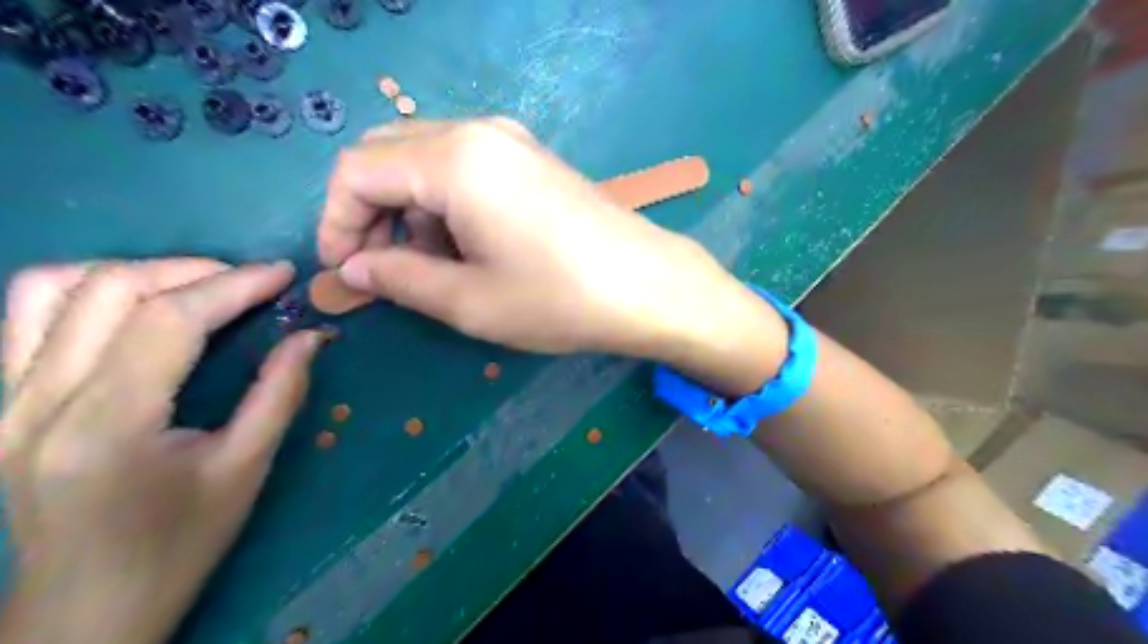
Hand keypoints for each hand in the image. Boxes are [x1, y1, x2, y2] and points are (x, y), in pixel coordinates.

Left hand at [0, 260, 317, 643]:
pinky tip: (135, 306)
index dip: (233, 285)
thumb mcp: (245, 469)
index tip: (283, 274)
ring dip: (135, 271)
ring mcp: (1, 400)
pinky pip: (23, 315)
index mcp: (108, 426)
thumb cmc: (177, 546)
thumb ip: (280, 393)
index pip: (169, 320)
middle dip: (193, 271)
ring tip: (195, 287)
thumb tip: (311, 336)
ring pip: (50, 288)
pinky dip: (85, 289)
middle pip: (109, 290)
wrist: (84, 612)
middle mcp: (36, 402)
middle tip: (251, 282)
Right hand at [320, 116, 779, 361]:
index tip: (344, 272)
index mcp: (452, 161)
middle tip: (380, 269)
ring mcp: (511, 141)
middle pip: (388, 156)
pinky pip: (465, 167)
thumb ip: (399, 278)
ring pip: (425, 160)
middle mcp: (477, 133)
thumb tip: (354, 267)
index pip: (357, 171)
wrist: (649, 286)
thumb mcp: (469, 301)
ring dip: (409, 209)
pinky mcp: (532, 159)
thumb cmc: (560, 299)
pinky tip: (468, 245)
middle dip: (369, 212)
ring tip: (431, 267)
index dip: (335, 221)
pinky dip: (445, 202)